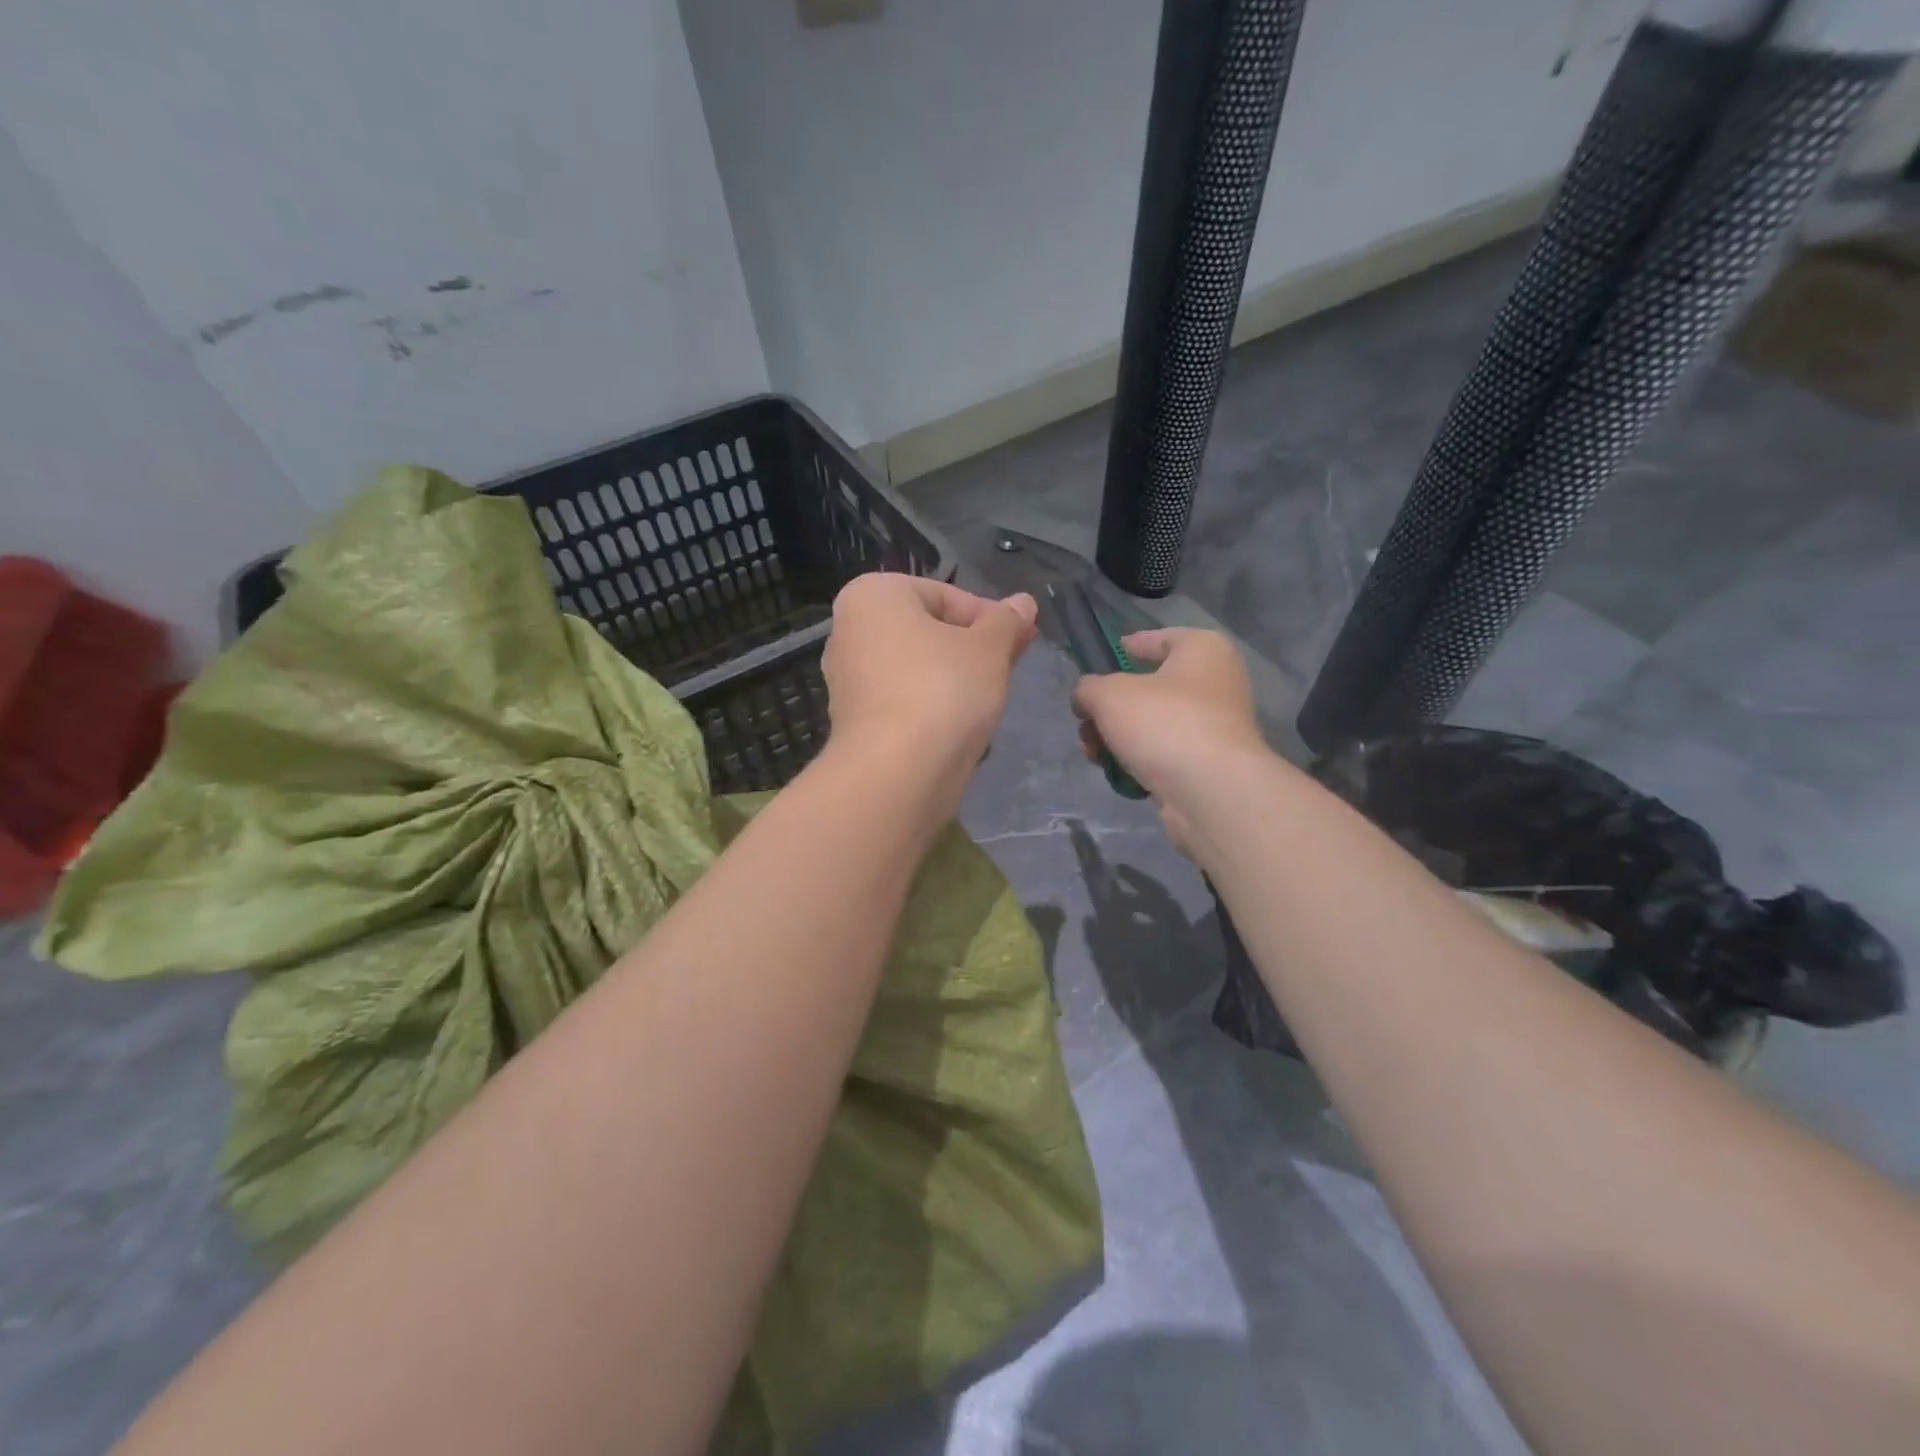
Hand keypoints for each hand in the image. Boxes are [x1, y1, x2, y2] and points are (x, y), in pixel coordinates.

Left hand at [821, 573, 1037, 797]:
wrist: (897, 772)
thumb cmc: (943, 690)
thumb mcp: (989, 647)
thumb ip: (1007, 621)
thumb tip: (1023, 603)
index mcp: (872, 596)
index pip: (943, 594)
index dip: (988, 616)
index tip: (1019, 639)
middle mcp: (849, 631)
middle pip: (927, 630)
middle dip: (970, 647)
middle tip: (1008, 667)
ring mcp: (847, 680)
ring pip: (915, 668)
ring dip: (953, 678)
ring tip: (987, 698)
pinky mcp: (855, 722)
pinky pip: (903, 701)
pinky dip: (931, 707)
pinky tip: (958, 726)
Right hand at [1070, 629, 1265, 839]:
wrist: (1210, 791)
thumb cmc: (1164, 723)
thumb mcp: (1108, 694)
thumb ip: (1088, 688)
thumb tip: (1086, 699)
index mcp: (1203, 649)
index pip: (1159, 639)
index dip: (1127, 647)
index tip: (1100, 661)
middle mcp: (1216, 683)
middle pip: (1149, 688)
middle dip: (1109, 708)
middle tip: (1084, 723)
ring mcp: (1214, 726)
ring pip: (1153, 725)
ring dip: (1116, 738)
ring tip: (1092, 754)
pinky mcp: (1208, 764)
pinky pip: (1164, 754)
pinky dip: (1138, 762)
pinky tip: (1116, 773)